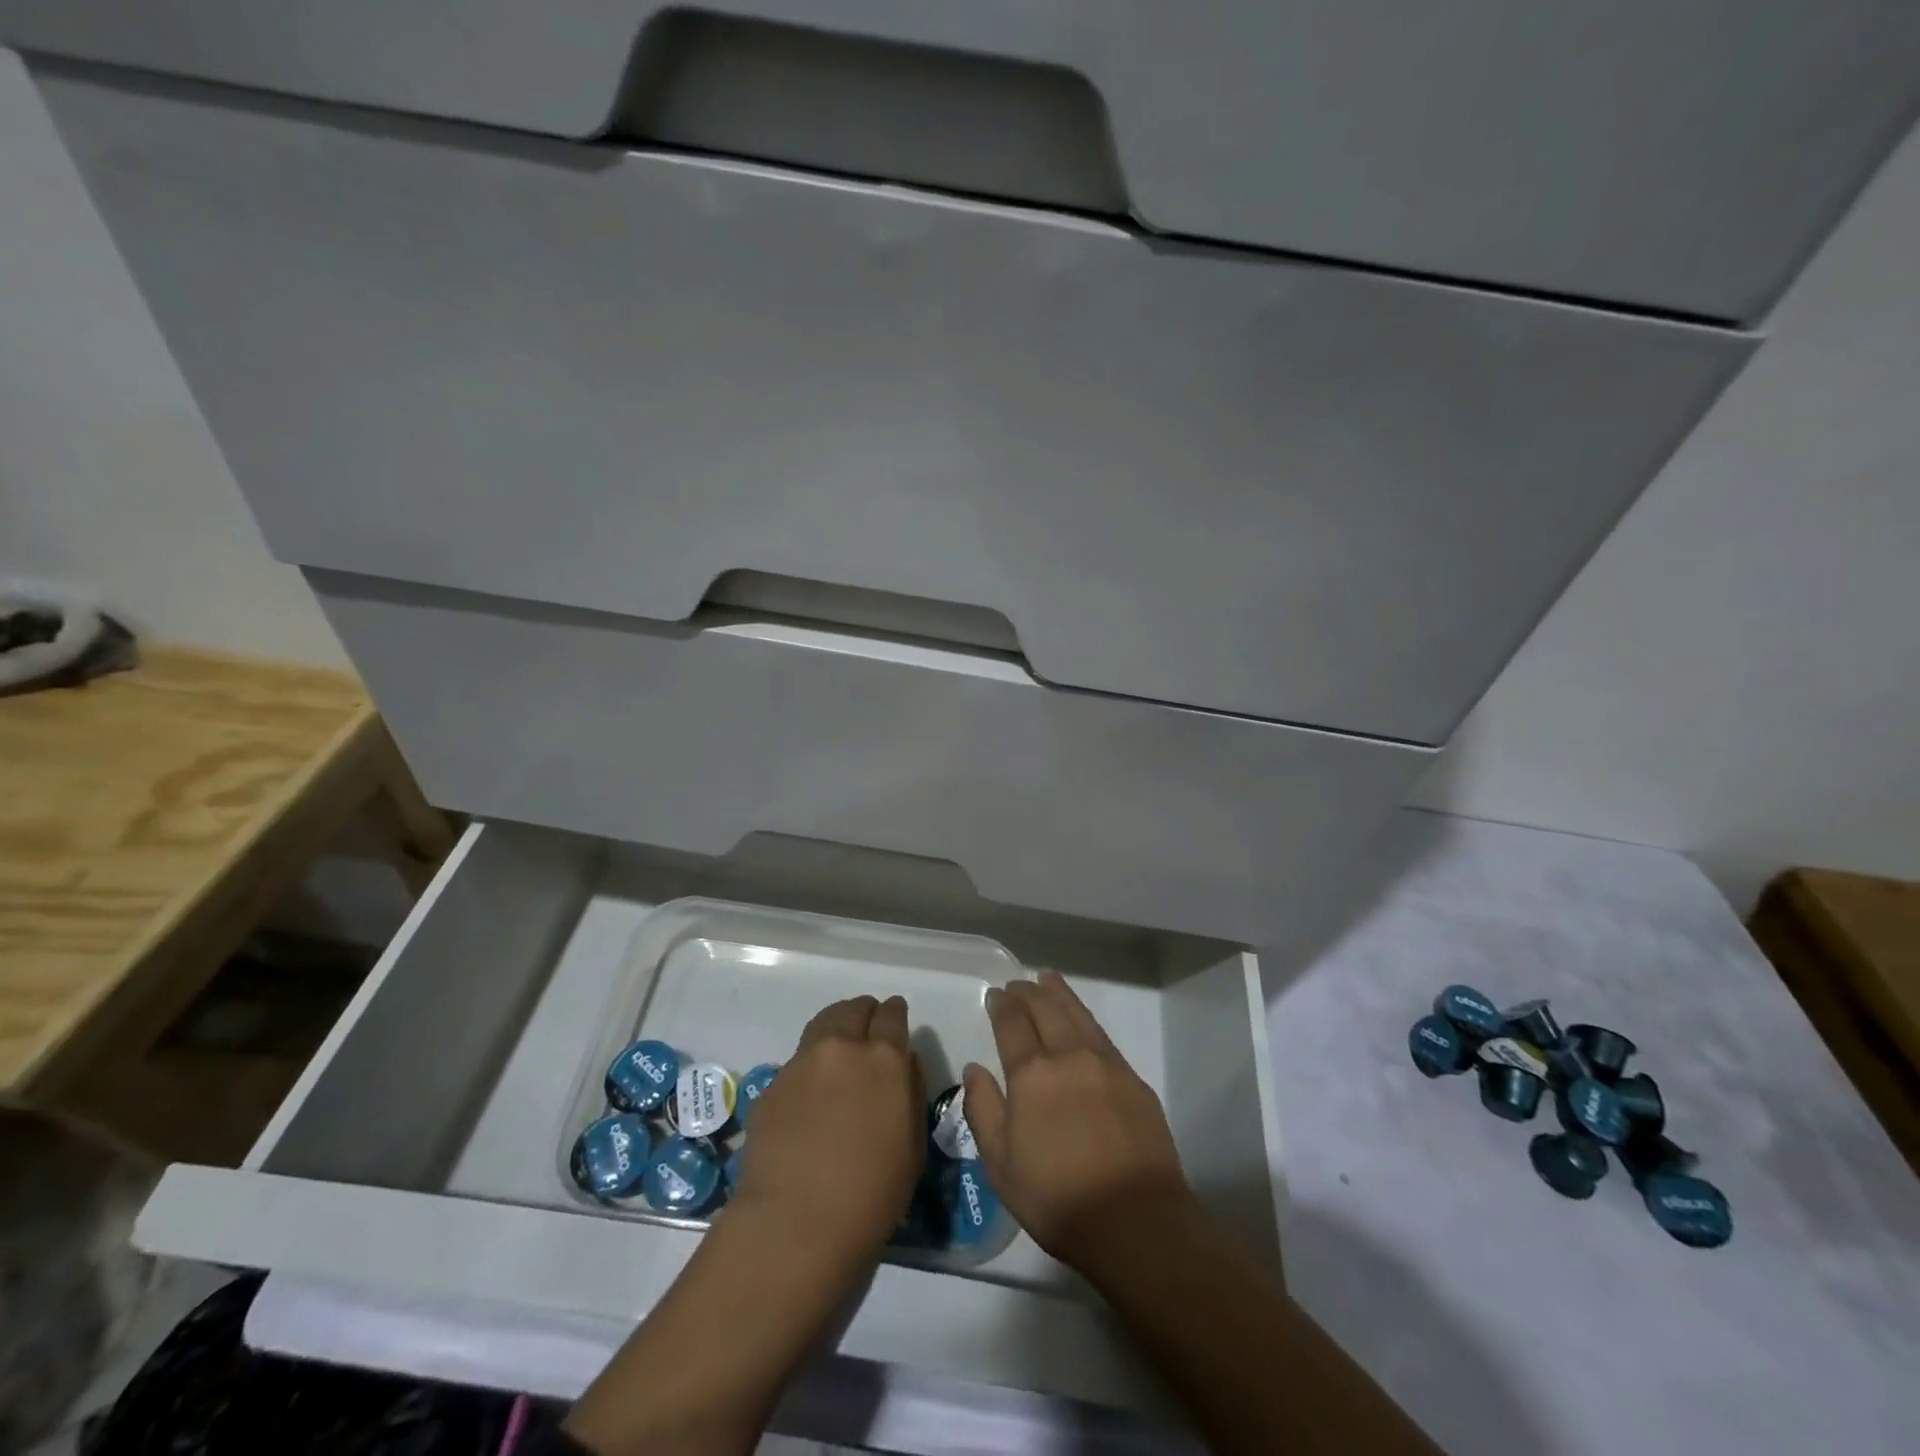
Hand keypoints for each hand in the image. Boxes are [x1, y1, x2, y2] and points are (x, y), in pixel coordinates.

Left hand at [729, 994, 924, 1271]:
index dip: (894, 1014)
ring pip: (823, 1023)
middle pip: (854, 1009)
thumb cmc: (870, 1195)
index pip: (892, 1015)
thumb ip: (911, 1092)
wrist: (793, 1225)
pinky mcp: (772, 1084)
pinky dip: (811, 1064)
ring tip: (839, 1050)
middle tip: (867, 1031)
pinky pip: (798, 1060)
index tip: (895, 1018)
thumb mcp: (913, 1146)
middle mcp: (843, 1048)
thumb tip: (903, 1064)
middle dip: (864, 1013)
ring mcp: (802, 1062)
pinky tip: (811, 1093)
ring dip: (836, 1028)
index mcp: (885, 1059)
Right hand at [962, 973, 1197, 1274]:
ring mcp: (1106, 1065)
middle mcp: (1069, 1057)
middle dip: (1028, 992)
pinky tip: (1082, 1022)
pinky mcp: (1133, 1080)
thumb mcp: (1001, 1164)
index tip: (995, 994)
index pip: (1012, 1024)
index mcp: (1032, 1074)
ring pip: (1078, 1015)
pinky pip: (1102, 1036)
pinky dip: (1085, 1018)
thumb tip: (974, 1069)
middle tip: (1017, 984)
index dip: (1002, 1005)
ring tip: (1048, 979)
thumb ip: (983, 1110)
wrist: (1135, 1221)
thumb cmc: (1057, 1198)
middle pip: (1046, 1009)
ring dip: (1059, 994)